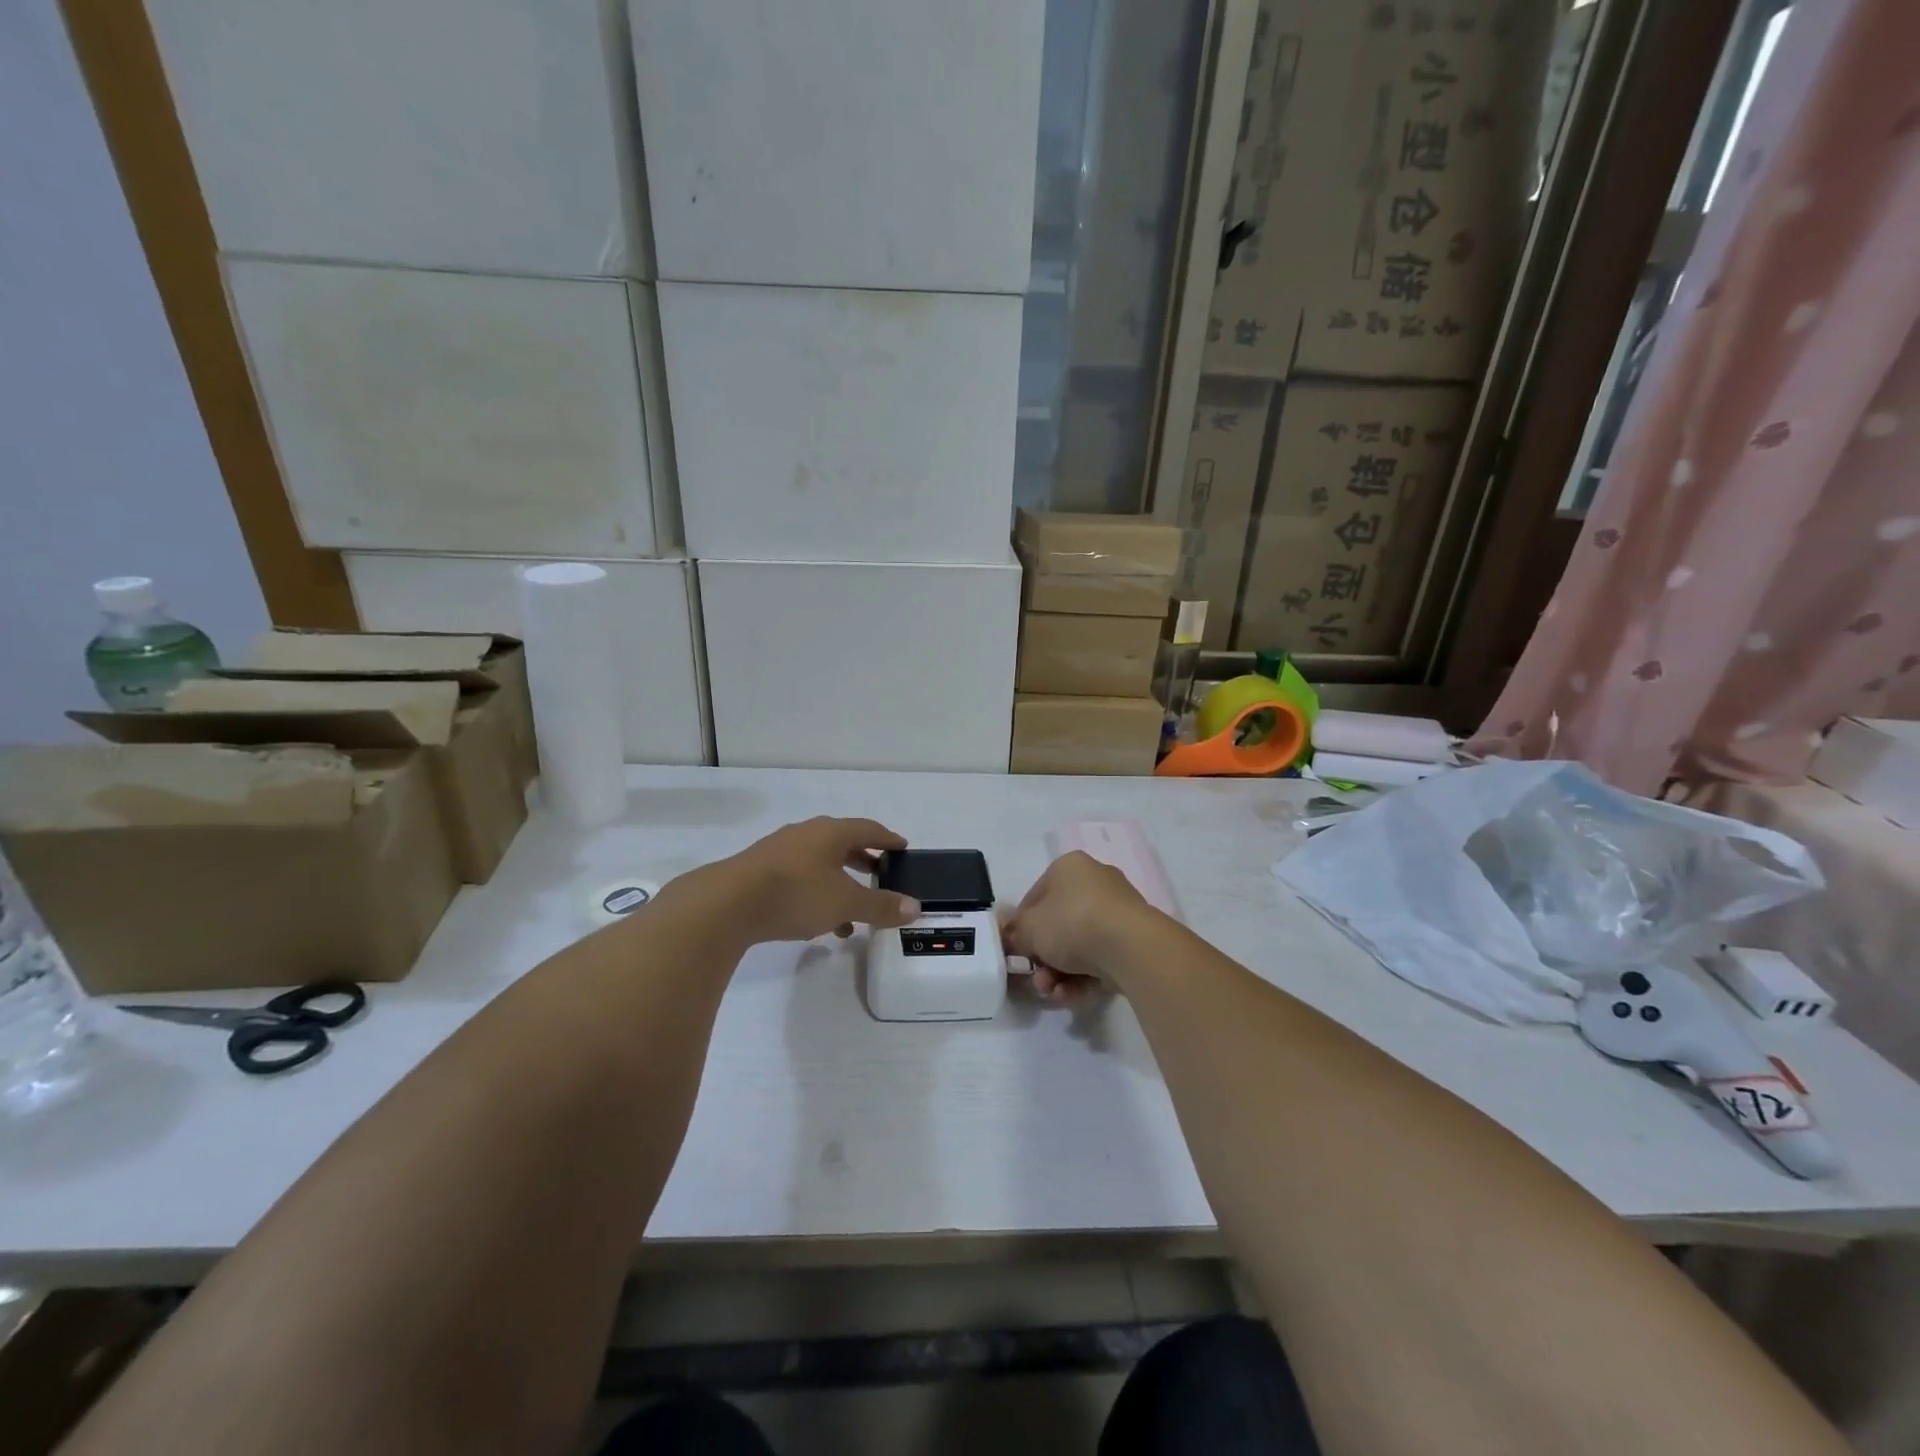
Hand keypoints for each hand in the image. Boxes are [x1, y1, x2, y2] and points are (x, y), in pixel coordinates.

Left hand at [707, 817, 920, 944]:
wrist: (727, 904)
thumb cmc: (796, 893)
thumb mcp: (846, 903)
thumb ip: (881, 906)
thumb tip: (916, 907)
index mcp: (830, 832)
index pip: (868, 829)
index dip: (888, 839)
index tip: (902, 847)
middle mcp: (806, 834)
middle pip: (842, 843)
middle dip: (863, 860)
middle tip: (881, 874)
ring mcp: (779, 851)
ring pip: (819, 864)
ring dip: (839, 883)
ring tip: (852, 914)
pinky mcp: (759, 872)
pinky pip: (798, 878)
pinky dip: (815, 894)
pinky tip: (817, 922)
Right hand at [1002, 852, 1154, 1003]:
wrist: (1129, 947)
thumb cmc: (1071, 923)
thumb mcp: (1030, 929)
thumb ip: (1016, 933)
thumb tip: (1010, 937)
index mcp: (1069, 868)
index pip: (1036, 897)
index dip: (1021, 926)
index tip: (1015, 951)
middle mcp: (1095, 883)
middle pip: (1058, 925)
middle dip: (1043, 958)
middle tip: (1036, 979)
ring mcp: (1117, 912)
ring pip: (1079, 946)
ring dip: (1060, 973)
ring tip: (1053, 993)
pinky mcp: (1133, 940)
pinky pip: (1100, 958)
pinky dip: (1083, 978)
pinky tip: (1071, 996)